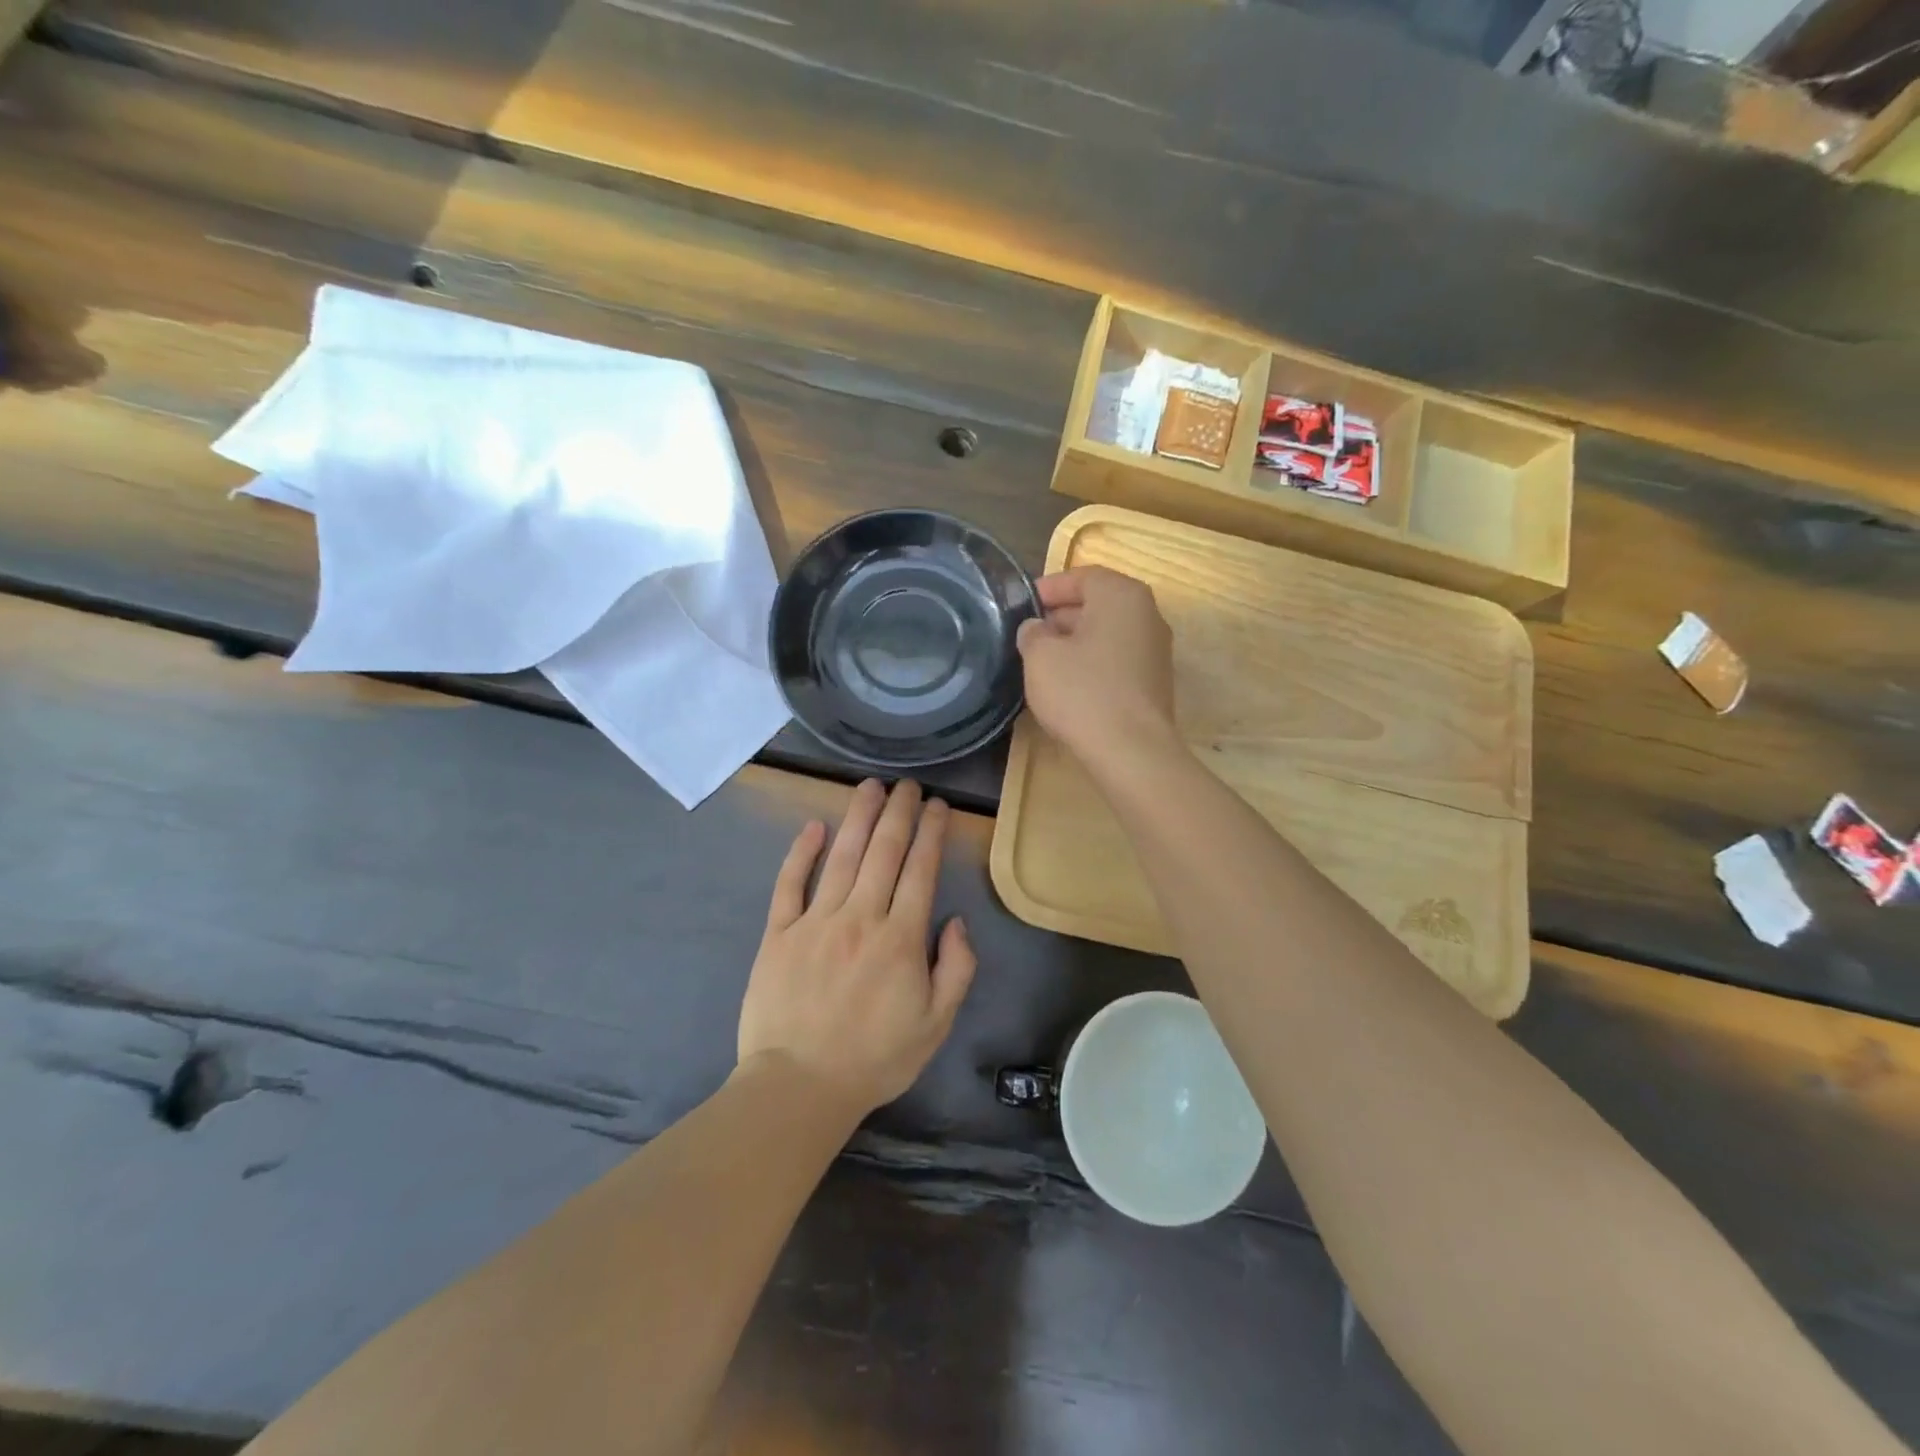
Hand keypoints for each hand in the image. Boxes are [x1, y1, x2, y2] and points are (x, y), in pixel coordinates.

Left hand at [737, 779, 976, 1116]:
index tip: (937, 805)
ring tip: (871, 787)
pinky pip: (790, 883)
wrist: (799, 1087)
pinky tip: (814, 827)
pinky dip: (801, 852)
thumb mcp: (935, 1025)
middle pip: (883, 852)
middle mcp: (860, 917)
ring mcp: (815, 921)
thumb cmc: (874, 1058)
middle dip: (899, 812)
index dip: (930, 832)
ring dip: (859, 817)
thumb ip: (956, 969)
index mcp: (900, 938)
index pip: (920, 870)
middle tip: (907, 784)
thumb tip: (956, 922)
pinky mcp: (778, 933)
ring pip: (842, 856)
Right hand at [1016, 566, 1179, 772]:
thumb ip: (1033, 633)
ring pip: (1108, 633)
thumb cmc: (1082, 692)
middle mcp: (1147, 614)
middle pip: (1099, 603)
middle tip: (1030, 632)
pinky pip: (1118, 659)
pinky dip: (1093, 662)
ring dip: (1077, 640)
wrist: (1131, 750)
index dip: (1050, 588)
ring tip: (1044, 660)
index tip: (1024, 604)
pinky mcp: (1155, 681)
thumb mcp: (1040, 656)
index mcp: (1121, 595)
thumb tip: (1037, 628)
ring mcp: (1156, 650)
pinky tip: (1070, 683)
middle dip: (1063, 615)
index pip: (1083, 577)